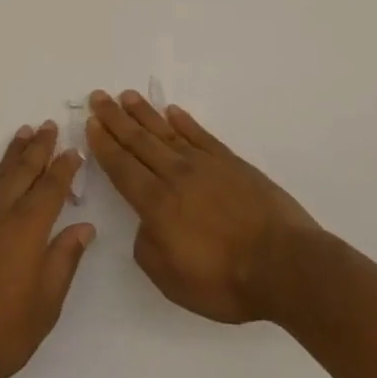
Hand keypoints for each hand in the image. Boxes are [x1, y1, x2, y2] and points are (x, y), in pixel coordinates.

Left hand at [0, 122, 93, 377]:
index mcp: (26, 230)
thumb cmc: (0, 336)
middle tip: (48, 125)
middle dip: (38, 148)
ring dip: (13, 155)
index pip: (50, 188)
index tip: (74, 150)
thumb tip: (83, 227)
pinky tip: (0, 182)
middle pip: (22, 172)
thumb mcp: (45, 306)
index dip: (64, 168)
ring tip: (24, 134)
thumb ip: (64, 260)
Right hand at [86, 90, 319, 323]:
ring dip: (144, 113)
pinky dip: (184, 121)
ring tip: (126, 96)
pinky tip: (172, 111)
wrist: (285, 265)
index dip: (104, 145)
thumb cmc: (226, 281)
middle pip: (139, 141)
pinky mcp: (232, 163)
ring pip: (166, 132)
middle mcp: (176, 176)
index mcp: (157, 205)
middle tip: (98, 96)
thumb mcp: (173, 281)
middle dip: (115, 119)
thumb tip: (145, 225)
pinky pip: (201, 135)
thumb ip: (148, 250)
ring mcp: (206, 165)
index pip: (122, 168)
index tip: (91, 123)